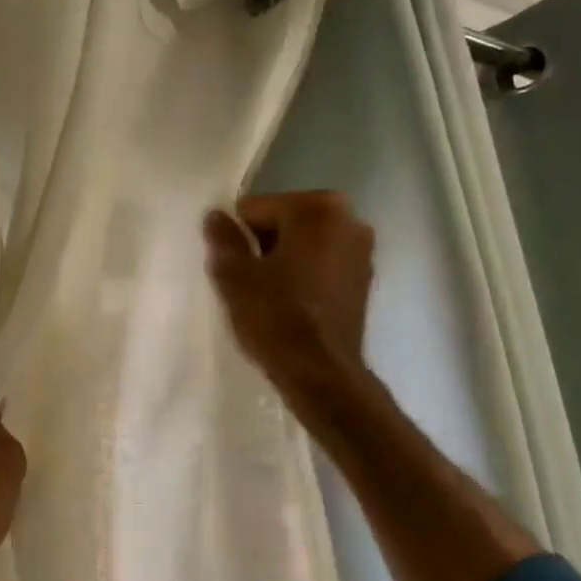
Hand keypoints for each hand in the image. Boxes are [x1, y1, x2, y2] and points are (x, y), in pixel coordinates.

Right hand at [204, 191, 374, 399]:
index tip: (233, 268)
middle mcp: (348, 219)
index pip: (256, 209)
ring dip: (286, 261)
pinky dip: (306, 276)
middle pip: (285, 222)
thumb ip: (223, 240)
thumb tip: (215, 217)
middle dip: (264, 245)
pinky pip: (323, 265)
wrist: (321, 373)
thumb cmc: (276, 318)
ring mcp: (362, 250)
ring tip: (269, 296)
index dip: (237, 238)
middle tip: (248, 282)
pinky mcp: (365, 280)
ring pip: (306, 245)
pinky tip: (292, 305)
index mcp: (316, 208)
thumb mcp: (236, 278)